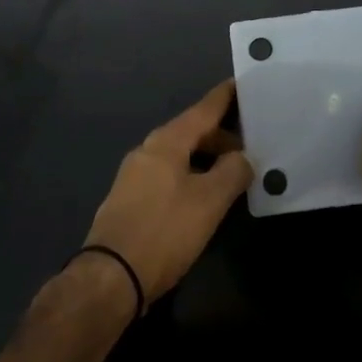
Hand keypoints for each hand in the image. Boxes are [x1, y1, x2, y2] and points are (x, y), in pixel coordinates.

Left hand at [81, 79, 252, 303]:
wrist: (110, 278)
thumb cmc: (164, 231)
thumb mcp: (209, 202)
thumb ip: (232, 173)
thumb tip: (244, 157)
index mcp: (166, 141)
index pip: (203, 109)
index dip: (224, 97)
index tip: (242, 83)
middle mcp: (148, 150)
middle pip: (191, 132)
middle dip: (221, 136)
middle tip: (252, 144)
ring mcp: (135, 176)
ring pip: (180, 156)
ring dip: (207, 159)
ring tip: (234, 173)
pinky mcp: (131, 201)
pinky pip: (169, 176)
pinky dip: (191, 176)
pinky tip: (205, 197)